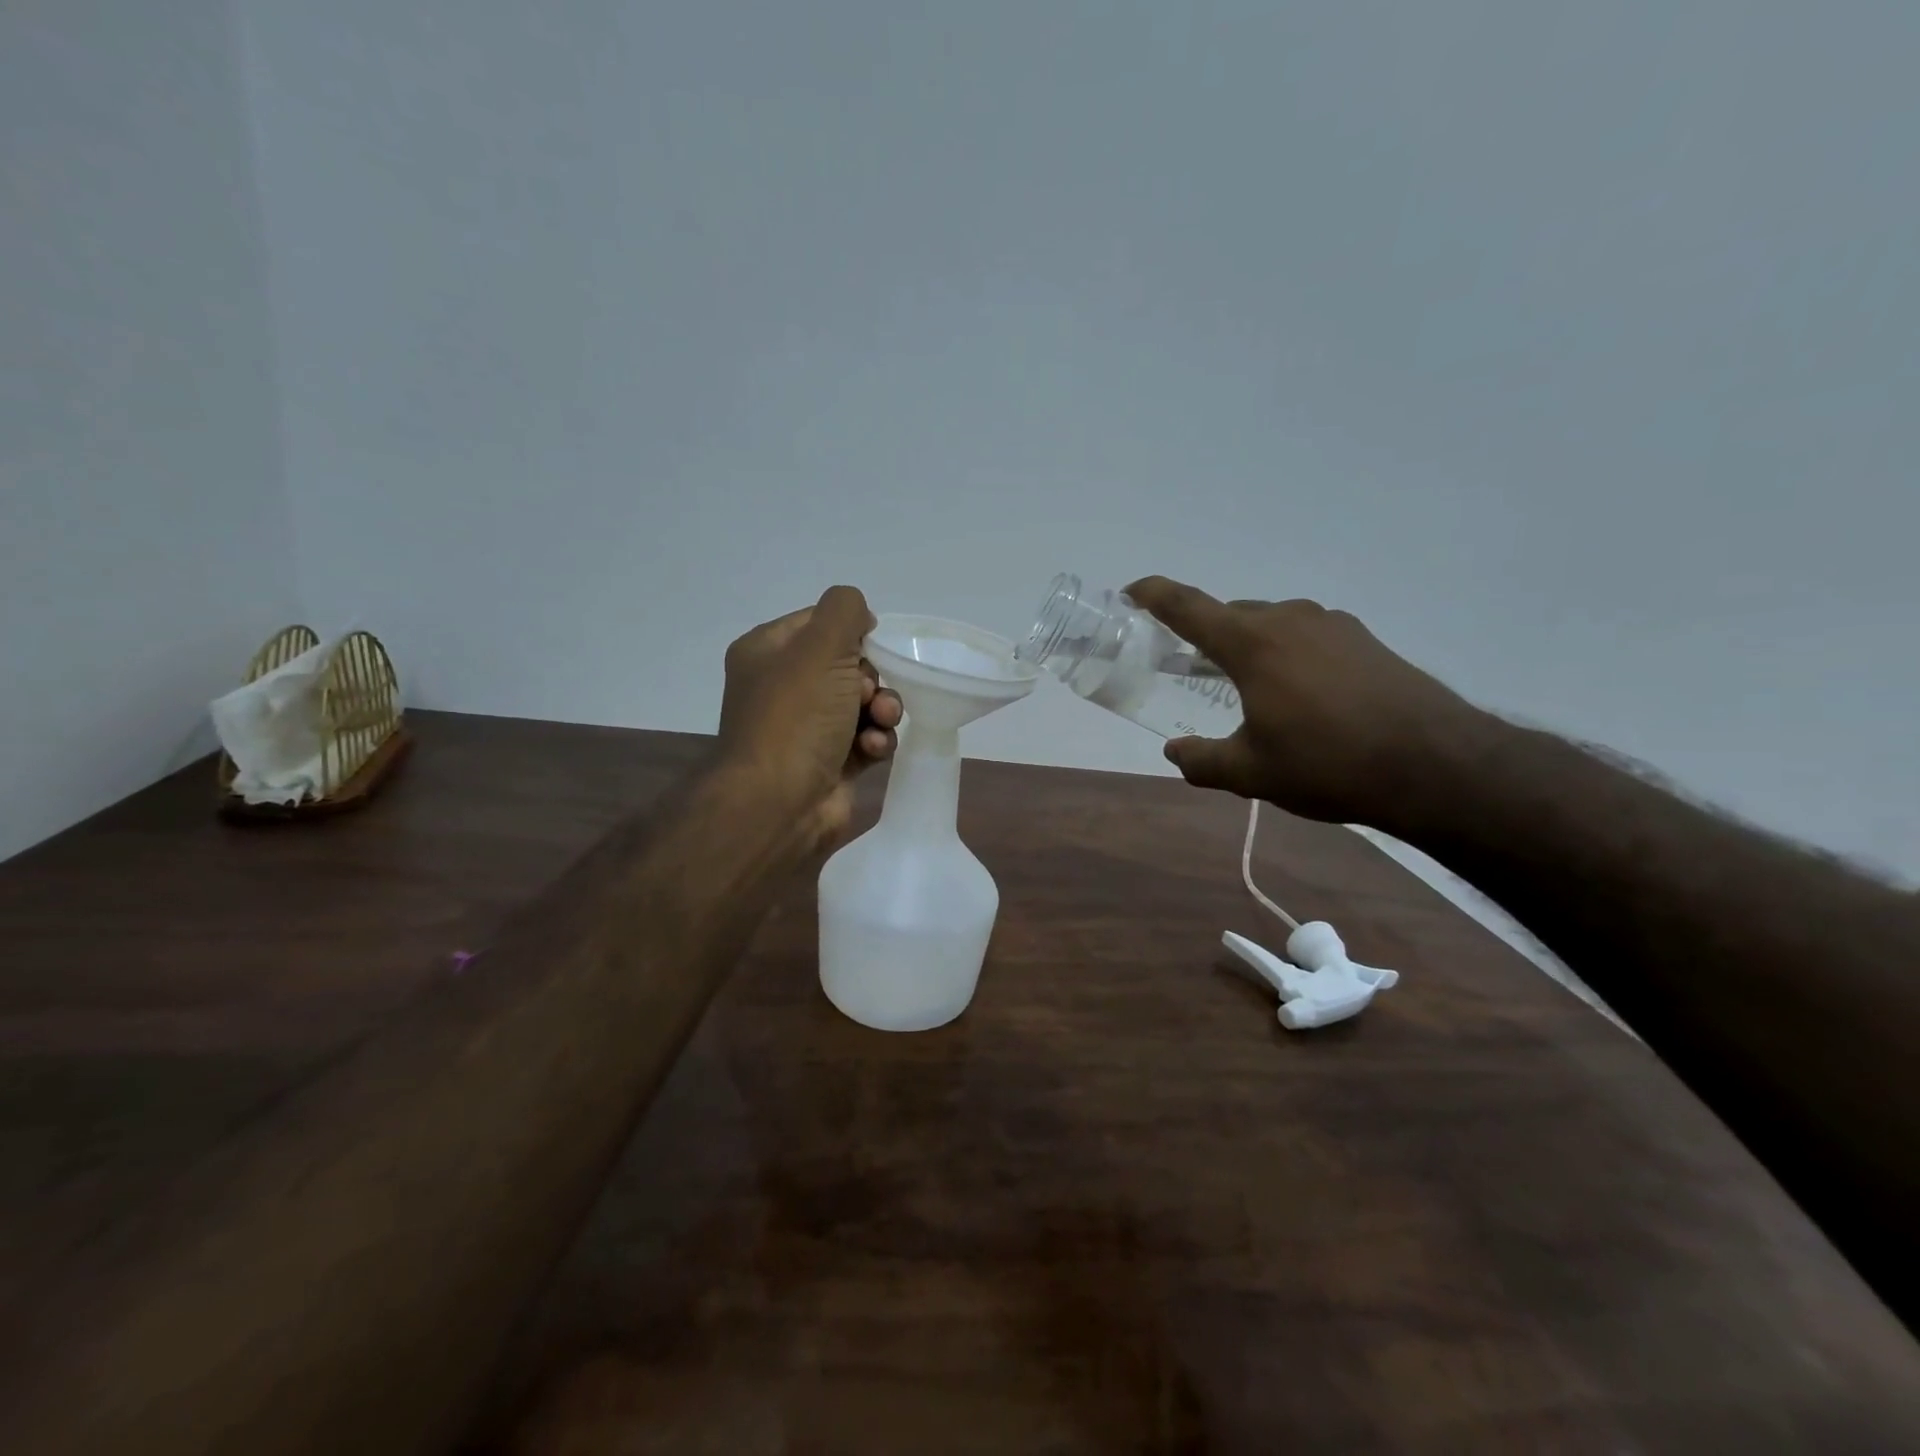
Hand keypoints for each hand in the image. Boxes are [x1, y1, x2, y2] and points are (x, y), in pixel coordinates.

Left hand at [717, 585, 903, 848]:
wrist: (779, 803)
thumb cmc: (796, 717)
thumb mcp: (821, 646)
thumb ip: (844, 610)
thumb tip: (860, 617)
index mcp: (767, 652)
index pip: (818, 623)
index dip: (851, 632)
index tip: (870, 645)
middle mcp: (783, 688)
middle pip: (847, 665)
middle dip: (869, 678)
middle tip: (864, 695)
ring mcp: (806, 728)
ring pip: (862, 704)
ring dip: (882, 710)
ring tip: (880, 721)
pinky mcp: (829, 762)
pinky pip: (866, 739)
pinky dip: (875, 741)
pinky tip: (871, 750)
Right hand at [1124, 576, 1487, 826]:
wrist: (1436, 765)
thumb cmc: (1328, 764)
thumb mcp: (1250, 774)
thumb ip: (1201, 761)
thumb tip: (1175, 751)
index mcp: (1251, 644)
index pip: (1188, 607)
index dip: (1154, 595)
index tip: (1132, 591)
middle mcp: (1288, 620)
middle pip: (1230, 615)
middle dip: (1202, 634)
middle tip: (1186, 663)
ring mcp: (1331, 625)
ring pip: (1270, 624)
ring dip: (1246, 644)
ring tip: (1243, 683)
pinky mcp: (1363, 640)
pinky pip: (1305, 634)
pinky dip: (1284, 652)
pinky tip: (1296, 690)